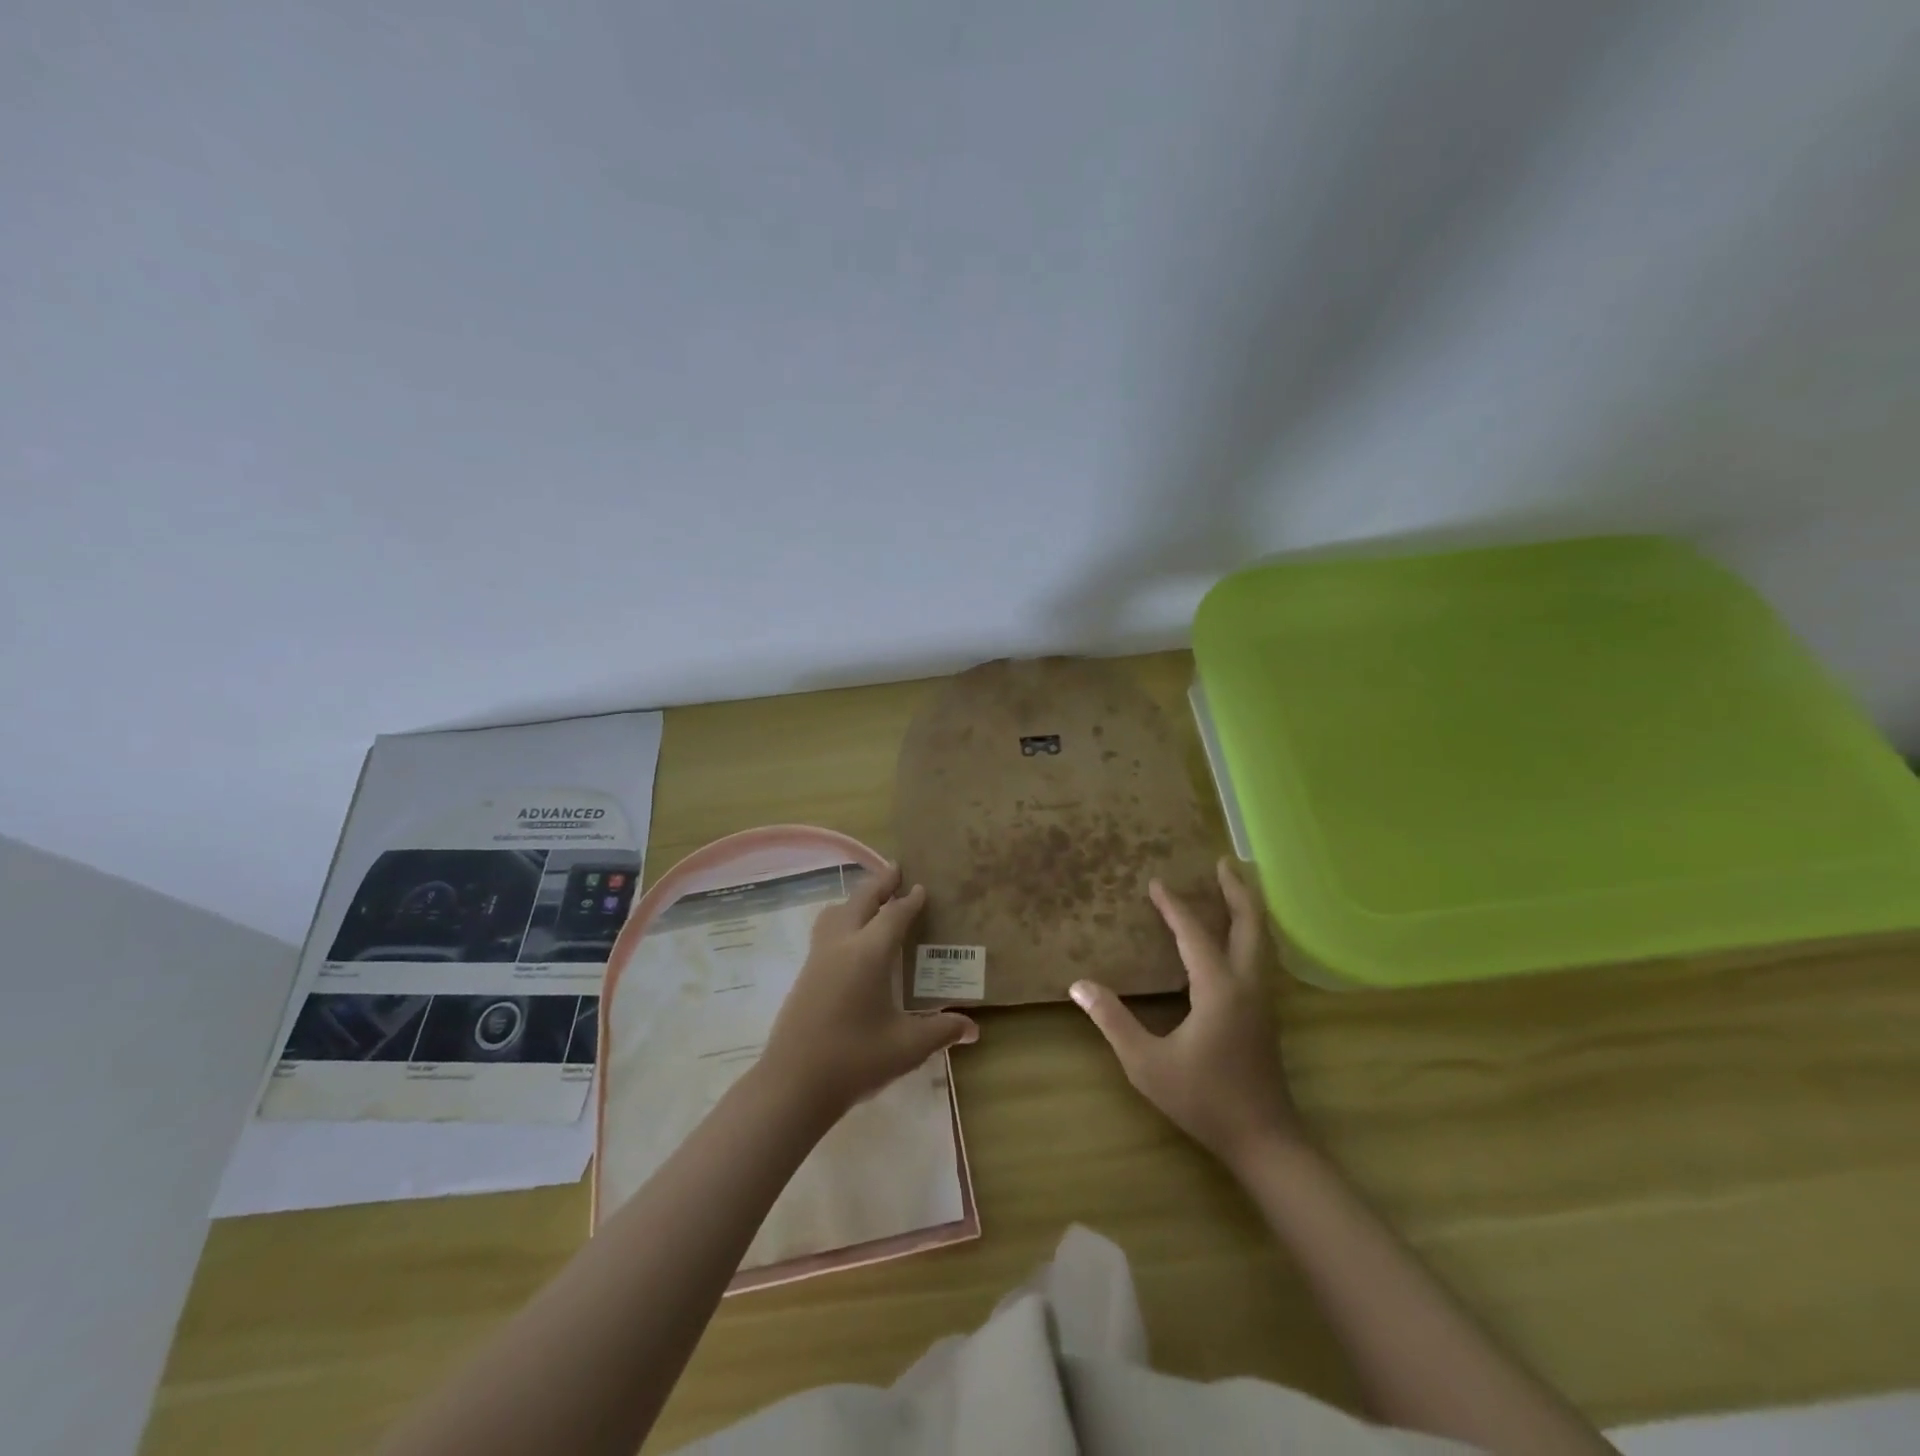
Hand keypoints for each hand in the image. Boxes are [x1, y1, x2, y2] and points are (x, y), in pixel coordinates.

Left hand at [761, 863, 978, 1119]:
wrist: (792, 1085)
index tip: (921, 887)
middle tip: (896, 870)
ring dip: (856, 900)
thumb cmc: (855, 1060)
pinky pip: (825, 930)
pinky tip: (850, 940)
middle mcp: (841, 945)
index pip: (894, 915)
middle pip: (860, 901)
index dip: (910, 901)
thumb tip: (973, 1029)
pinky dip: (842, 918)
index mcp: (868, 953)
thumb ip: (941, 1031)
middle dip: (880, 884)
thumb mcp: (907, 1047)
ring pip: (836, 912)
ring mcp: (817, 958)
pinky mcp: (804, 974)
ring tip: (871, 900)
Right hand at [1071, 857, 1300, 1170]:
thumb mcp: (1147, 1064)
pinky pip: (1260, 957)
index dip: (1174, 907)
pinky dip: (1249, 932)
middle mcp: (1247, 985)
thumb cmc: (1204, 1100)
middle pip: (1250, 924)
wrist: (1264, 1140)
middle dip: (1237, 890)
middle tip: (1222, 861)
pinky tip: (1235, 938)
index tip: (1156, 882)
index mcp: (1219, 989)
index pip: (1195, 934)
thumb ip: (1113, 1021)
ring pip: (1262, 940)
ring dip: (1247, 909)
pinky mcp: (1266, 1013)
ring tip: (1233, 887)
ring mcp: (1263, 999)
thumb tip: (1078, 985)